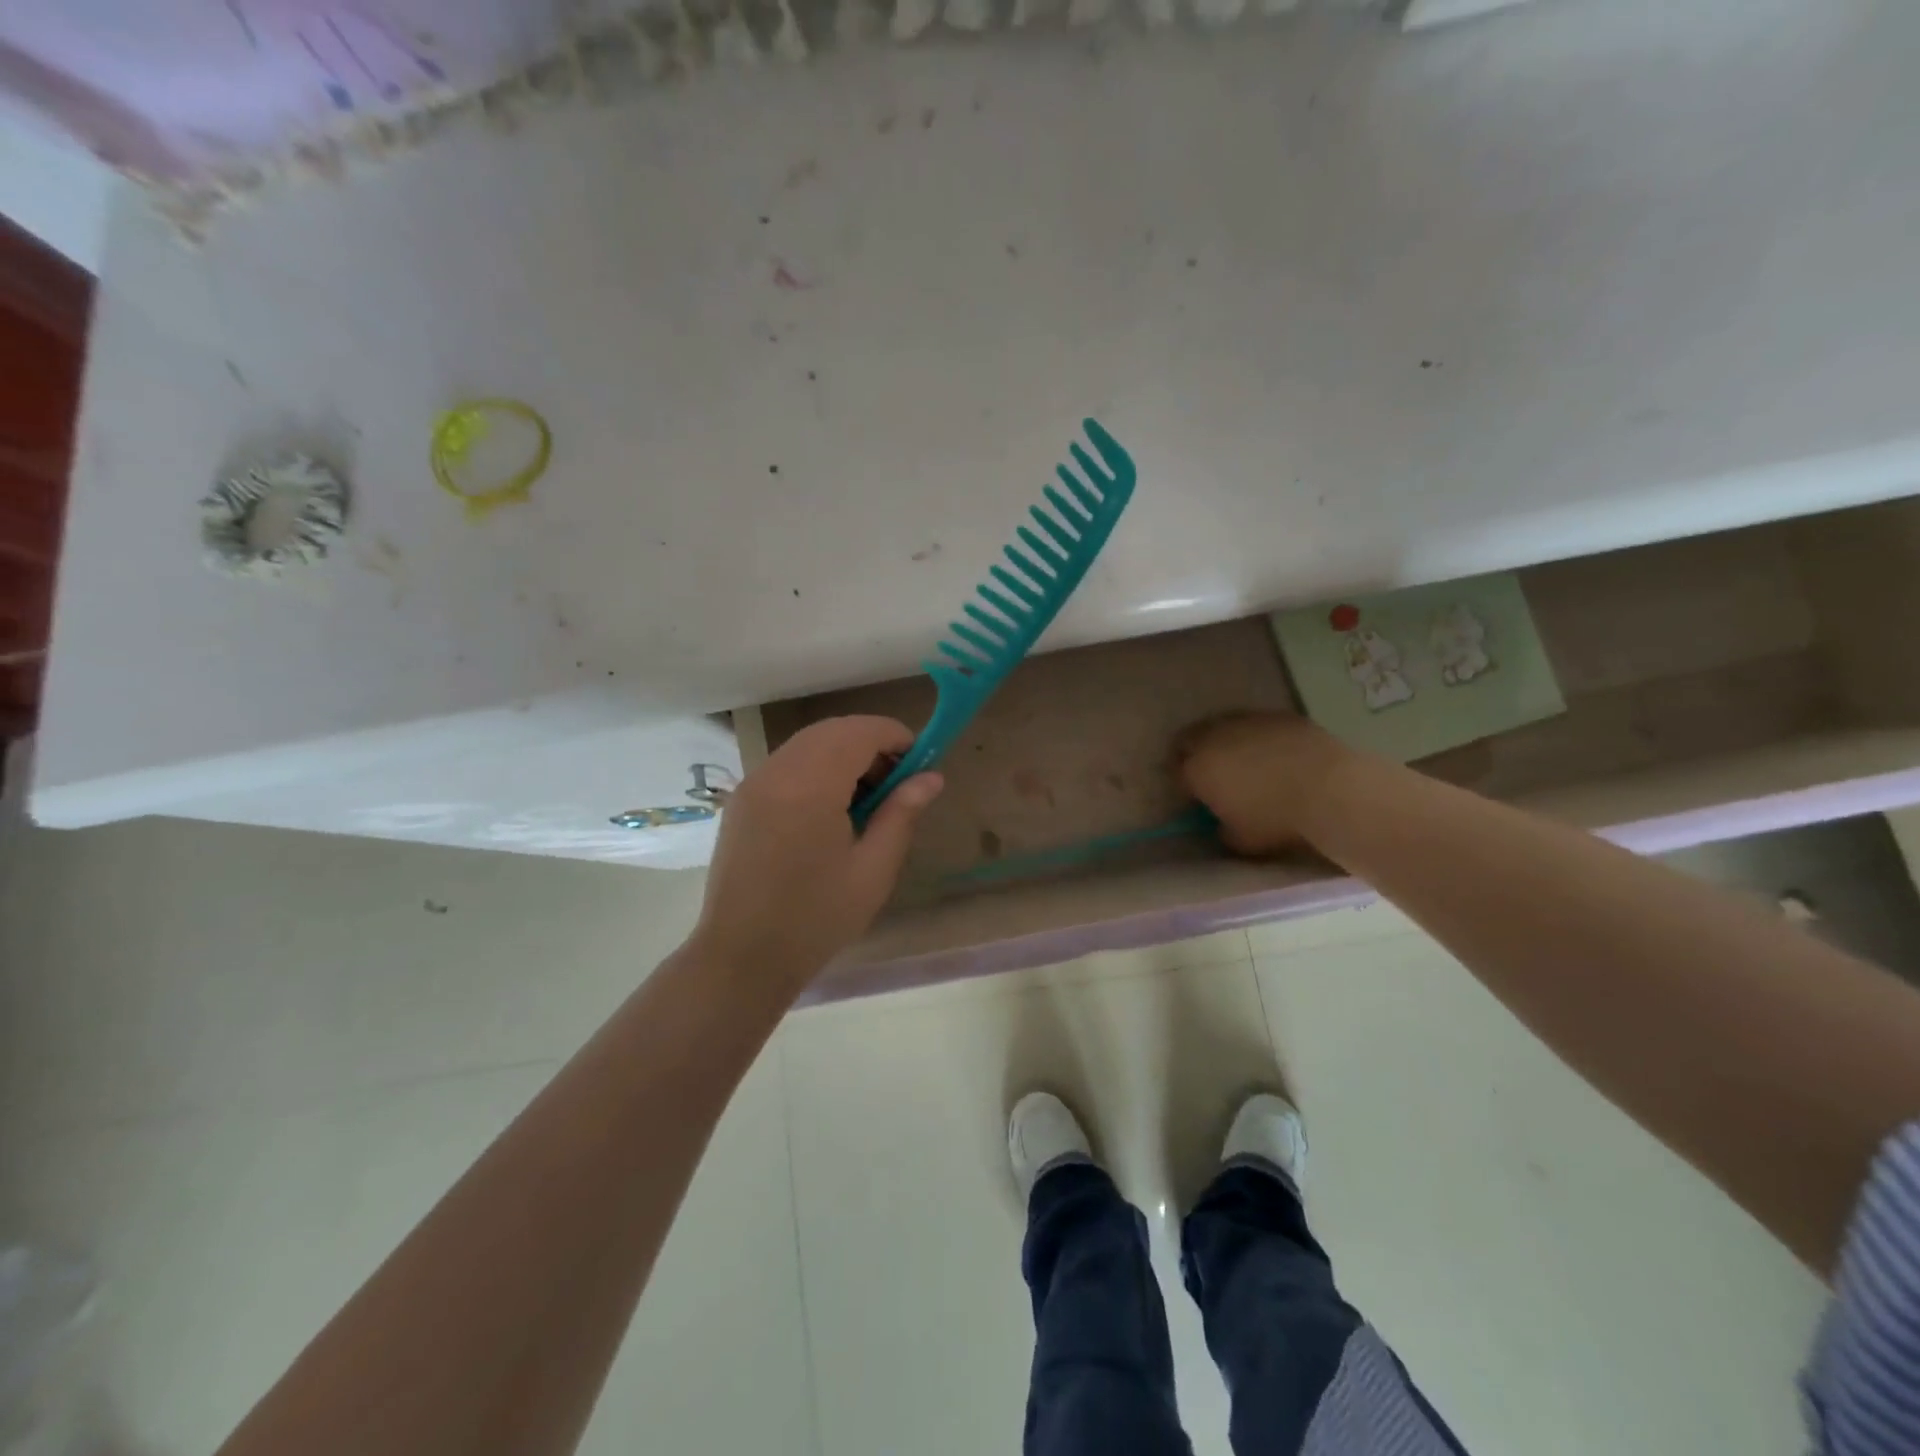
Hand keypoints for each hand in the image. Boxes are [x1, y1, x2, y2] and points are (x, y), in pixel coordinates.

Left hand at [691, 716, 942, 990]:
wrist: (741, 958)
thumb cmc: (816, 919)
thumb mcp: (873, 870)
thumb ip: (901, 814)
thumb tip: (931, 777)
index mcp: (810, 786)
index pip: (859, 732)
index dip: (894, 737)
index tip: (920, 763)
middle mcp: (776, 772)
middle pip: (832, 730)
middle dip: (870, 743)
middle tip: (897, 783)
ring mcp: (753, 784)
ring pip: (807, 744)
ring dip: (843, 753)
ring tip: (867, 798)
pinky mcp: (741, 800)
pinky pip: (786, 764)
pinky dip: (816, 767)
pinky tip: (830, 808)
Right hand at [1175, 712, 1350, 855]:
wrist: (1329, 788)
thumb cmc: (1276, 818)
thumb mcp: (1241, 840)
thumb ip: (1223, 830)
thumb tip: (1222, 825)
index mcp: (1197, 769)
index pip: (1176, 772)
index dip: (1184, 784)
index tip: (1196, 797)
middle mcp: (1213, 737)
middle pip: (1189, 740)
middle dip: (1194, 754)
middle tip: (1210, 773)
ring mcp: (1246, 721)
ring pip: (1221, 726)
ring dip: (1223, 741)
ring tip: (1242, 760)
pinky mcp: (1277, 715)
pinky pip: (1256, 724)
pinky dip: (1257, 736)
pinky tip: (1273, 752)